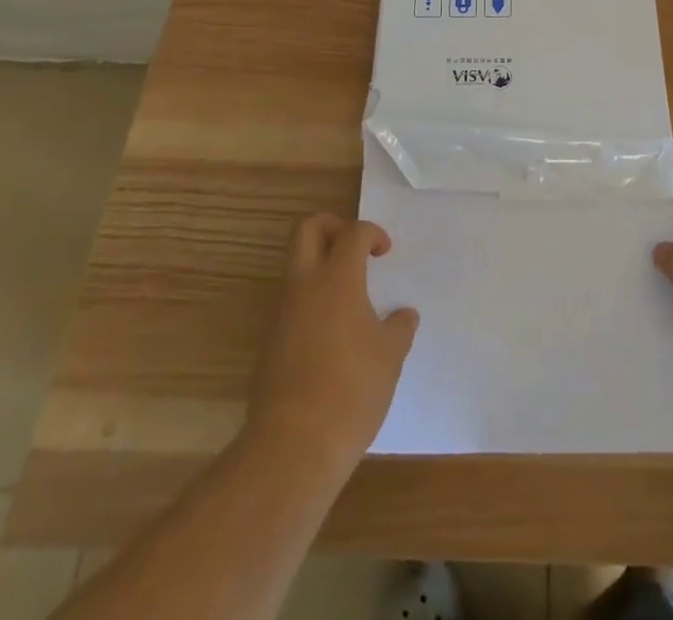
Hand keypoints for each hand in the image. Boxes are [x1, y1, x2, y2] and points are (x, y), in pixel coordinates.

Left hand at [247, 215, 417, 468]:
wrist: (294, 445)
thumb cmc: (352, 389)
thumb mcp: (390, 356)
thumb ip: (399, 327)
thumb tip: (403, 315)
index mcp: (338, 278)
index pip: (353, 232)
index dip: (372, 233)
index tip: (385, 252)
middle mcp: (304, 285)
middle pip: (308, 229)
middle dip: (333, 227)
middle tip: (355, 249)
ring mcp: (281, 313)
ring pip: (295, 265)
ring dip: (319, 266)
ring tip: (349, 296)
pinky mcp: (269, 343)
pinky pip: (290, 302)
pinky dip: (310, 301)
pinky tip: (332, 334)